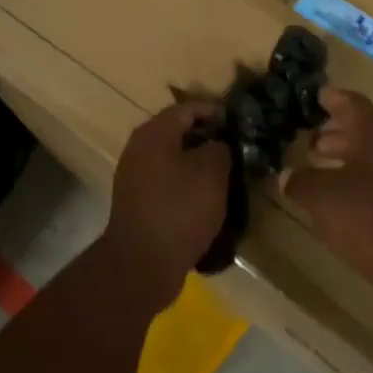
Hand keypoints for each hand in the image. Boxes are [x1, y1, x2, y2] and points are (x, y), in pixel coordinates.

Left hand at [103, 102, 231, 312]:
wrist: (141, 264)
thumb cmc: (179, 210)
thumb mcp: (211, 173)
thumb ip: (219, 148)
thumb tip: (217, 144)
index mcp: (154, 134)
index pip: (187, 109)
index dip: (214, 111)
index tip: (238, 122)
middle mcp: (139, 149)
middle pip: (177, 133)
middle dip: (207, 138)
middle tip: (235, 148)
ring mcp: (135, 177)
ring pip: (172, 159)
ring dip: (197, 163)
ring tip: (225, 174)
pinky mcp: (138, 202)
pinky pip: (167, 182)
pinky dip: (186, 184)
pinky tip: (205, 199)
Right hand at [280, 87, 372, 324]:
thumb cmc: (372, 218)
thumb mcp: (323, 197)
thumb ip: (301, 182)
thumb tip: (287, 175)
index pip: (354, 105)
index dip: (335, 98)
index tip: (317, 94)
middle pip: (361, 135)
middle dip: (334, 134)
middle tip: (308, 137)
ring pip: (365, 164)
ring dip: (340, 164)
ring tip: (312, 171)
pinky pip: (370, 192)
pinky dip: (348, 191)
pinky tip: (330, 207)